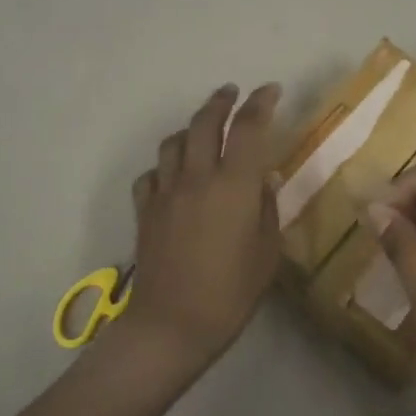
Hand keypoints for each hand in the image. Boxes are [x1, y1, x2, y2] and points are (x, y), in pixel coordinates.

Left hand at [116, 83, 283, 375]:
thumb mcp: (267, 253)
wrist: (171, 325)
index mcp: (234, 185)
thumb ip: (266, 208)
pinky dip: (165, 166)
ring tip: (202, 131)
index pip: (249, 127)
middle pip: (205, 122)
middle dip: (220, 101)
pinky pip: (152, 173)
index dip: (261, 102)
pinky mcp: (145, 210)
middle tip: (232, 93)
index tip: (271, 90)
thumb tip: (264, 178)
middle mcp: (198, 177)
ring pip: (174, 142)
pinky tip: (173, 176)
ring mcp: (166, 192)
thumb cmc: (230, 293)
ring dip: (190, 129)